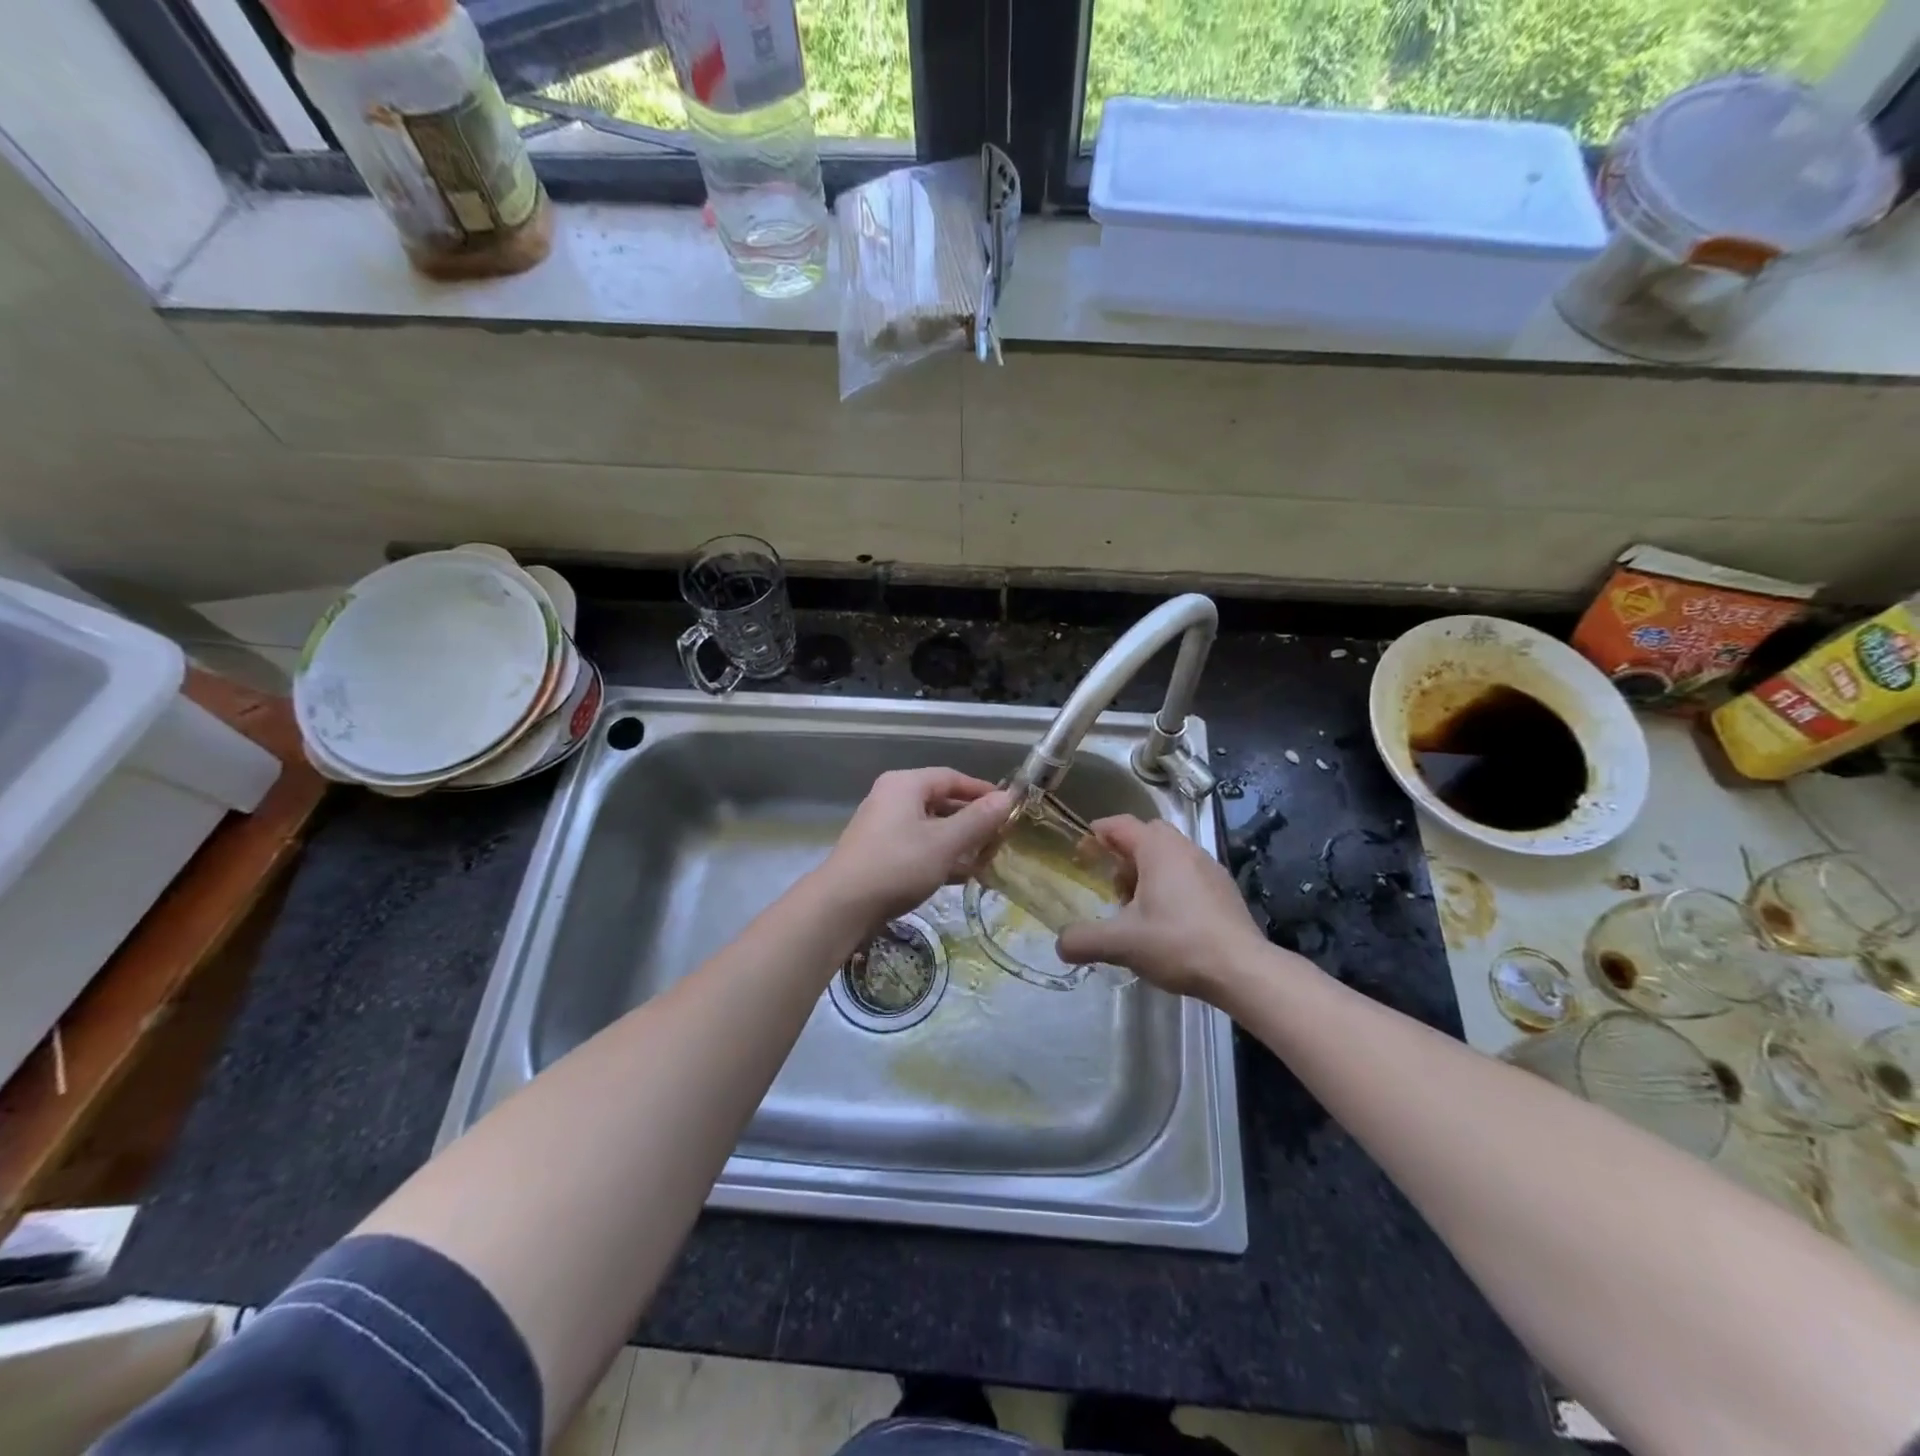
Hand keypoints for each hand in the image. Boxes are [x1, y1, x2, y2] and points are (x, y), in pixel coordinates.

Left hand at [822, 768, 1013, 923]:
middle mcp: (892, 798)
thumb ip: (979, 819)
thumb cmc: (898, 865)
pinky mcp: (880, 853)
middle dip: (973, 820)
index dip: (983, 791)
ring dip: (959, 841)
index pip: (952, 778)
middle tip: (1001, 837)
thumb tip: (1009, 798)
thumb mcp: (945, 842)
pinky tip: (962, 875)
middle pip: (941, 802)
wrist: (842, 906)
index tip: (1010, 808)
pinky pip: (919, 846)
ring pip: (931, 827)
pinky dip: (941, 856)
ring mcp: (883, 827)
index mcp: (905, 784)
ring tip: (988, 859)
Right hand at [1056, 816, 1309, 1001]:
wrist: (1243, 970)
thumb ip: (1084, 940)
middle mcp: (1185, 849)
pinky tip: (1167, 921)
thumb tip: (1061, 945)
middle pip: (1147, 836)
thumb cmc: (1177, 943)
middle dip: (1125, 854)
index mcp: (1158, 849)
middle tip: (1111, 883)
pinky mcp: (1225, 891)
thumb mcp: (1121, 944)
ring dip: (1149, 872)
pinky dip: (1172, 887)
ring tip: (1137, 907)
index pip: (1121, 824)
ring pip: (1170, 856)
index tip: (1082, 849)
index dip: (1098, 833)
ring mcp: (1210, 868)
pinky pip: (1189, 875)